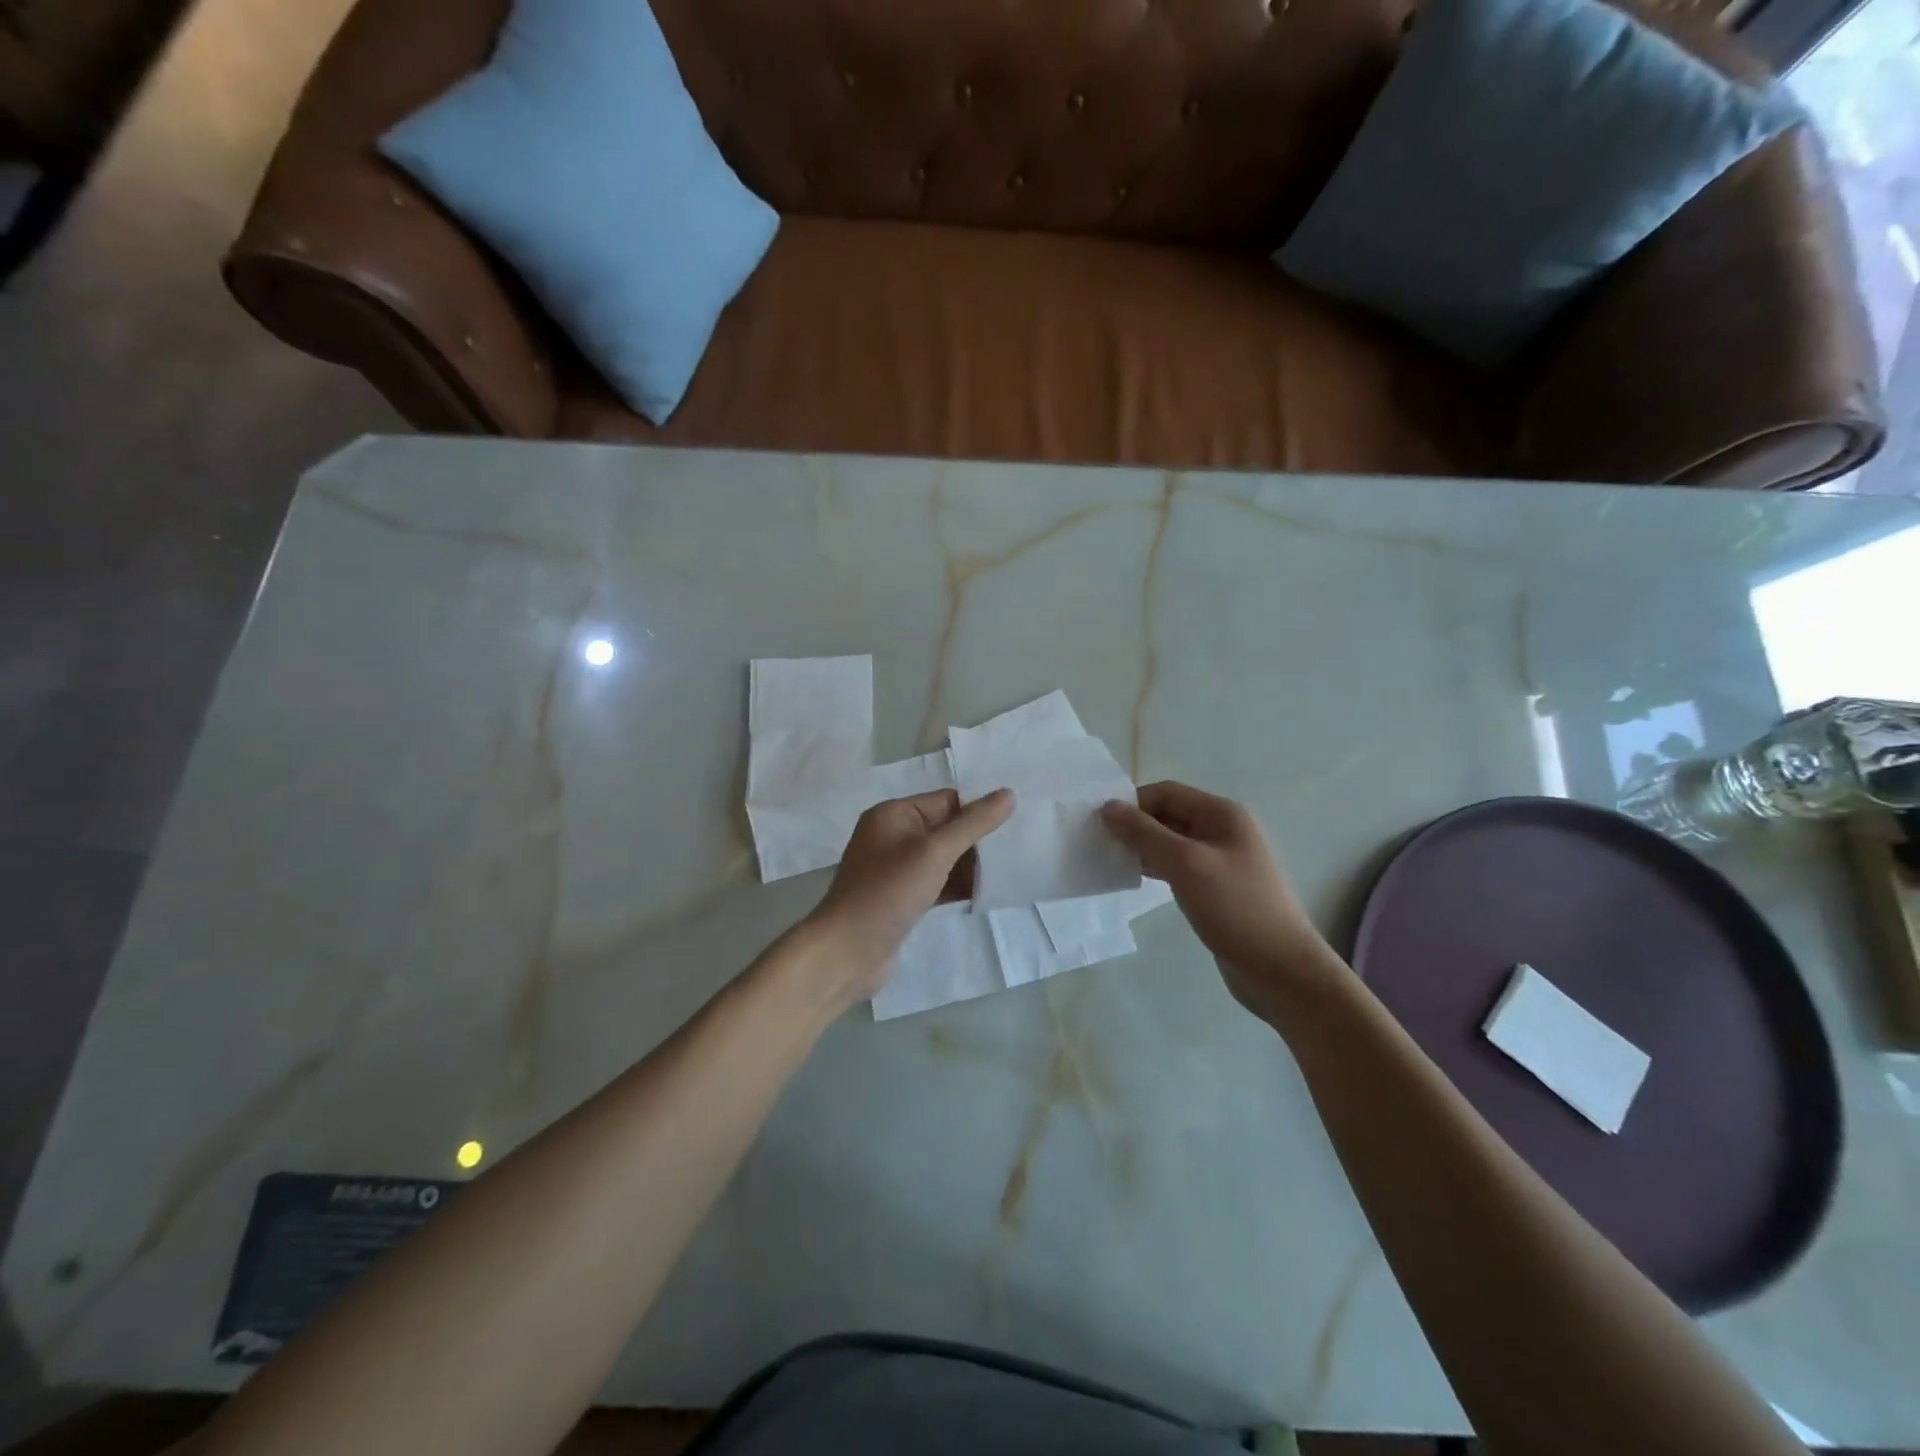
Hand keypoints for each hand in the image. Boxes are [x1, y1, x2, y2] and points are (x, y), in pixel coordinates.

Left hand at [805, 788, 1014, 1003]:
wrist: (847, 952)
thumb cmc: (889, 892)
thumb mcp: (935, 852)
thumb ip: (973, 824)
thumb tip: (1008, 793)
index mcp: (893, 814)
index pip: (946, 800)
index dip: (978, 810)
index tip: (1016, 822)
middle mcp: (892, 836)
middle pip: (946, 829)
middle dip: (977, 841)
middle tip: (1016, 850)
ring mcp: (895, 869)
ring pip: (943, 859)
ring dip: (970, 866)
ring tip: (1007, 873)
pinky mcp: (900, 898)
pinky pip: (936, 883)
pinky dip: (957, 887)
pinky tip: (984, 895)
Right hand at [1100, 781, 1341, 1019]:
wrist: (1280, 969)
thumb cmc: (1235, 908)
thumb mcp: (1186, 864)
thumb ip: (1144, 833)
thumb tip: (1107, 807)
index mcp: (1222, 814)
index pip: (1166, 792)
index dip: (1132, 803)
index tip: (1099, 824)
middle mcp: (1222, 831)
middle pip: (1168, 815)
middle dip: (1134, 826)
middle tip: (1098, 844)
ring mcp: (1220, 861)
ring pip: (1170, 843)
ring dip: (1142, 848)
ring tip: (1109, 861)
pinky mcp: (1215, 888)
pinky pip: (1178, 867)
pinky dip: (1154, 868)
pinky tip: (1134, 880)